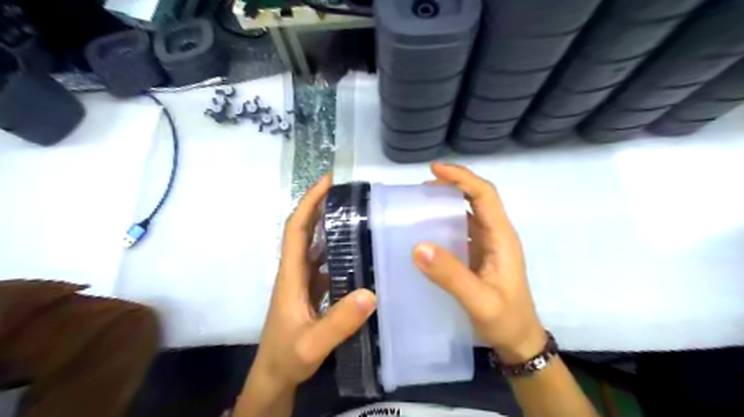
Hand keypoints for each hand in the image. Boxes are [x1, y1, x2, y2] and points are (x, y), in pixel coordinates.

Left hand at [249, 174, 378, 390]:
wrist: (275, 376)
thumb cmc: (287, 357)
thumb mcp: (313, 343)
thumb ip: (339, 322)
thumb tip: (371, 293)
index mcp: (291, 275)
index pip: (296, 228)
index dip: (309, 202)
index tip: (328, 181)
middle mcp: (295, 271)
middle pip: (304, 230)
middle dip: (320, 205)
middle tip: (348, 191)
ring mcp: (302, 281)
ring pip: (315, 245)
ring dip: (329, 226)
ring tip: (357, 214)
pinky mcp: (311, 291)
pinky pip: (324, 263)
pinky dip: (337, 251)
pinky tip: (357, 253)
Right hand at [412, 163, 545, 364]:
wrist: (519, 342)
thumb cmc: (505, 320)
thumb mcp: (479, 301)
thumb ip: (451, 275)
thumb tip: (419, 246)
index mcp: (502, 237)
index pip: (485, 195)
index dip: (462, 178)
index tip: (435, 170)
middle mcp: (496, 235)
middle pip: (477, 198)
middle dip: (453, 185)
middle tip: (422, 186)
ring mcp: (488, 245)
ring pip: (469, 211)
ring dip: (448, 201)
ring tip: (420, 202)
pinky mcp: (479, 255)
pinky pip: (462, 229)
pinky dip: (445, 220)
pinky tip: (428, 227)